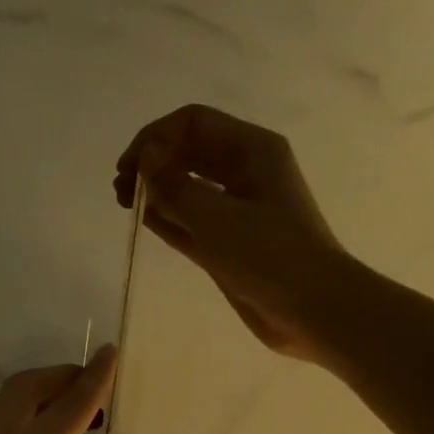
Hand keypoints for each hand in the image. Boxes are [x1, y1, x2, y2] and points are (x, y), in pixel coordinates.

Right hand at [115, 104, 350, 364]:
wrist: (312, 309)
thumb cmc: (269, 255)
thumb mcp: (217, 217)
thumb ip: (174, 187)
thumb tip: (145, 161)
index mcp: (252, 150)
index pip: (193, 123)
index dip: (155, 138)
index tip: (130, 170)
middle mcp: (244, 171)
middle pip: (188, 151)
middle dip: (152, 162)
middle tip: (121, 190)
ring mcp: (236, 208)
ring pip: (187, 186)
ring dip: (156, 191)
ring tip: (127, 205)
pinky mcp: (228, 242)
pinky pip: (191, 220)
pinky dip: (168, 218)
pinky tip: (145, 222)